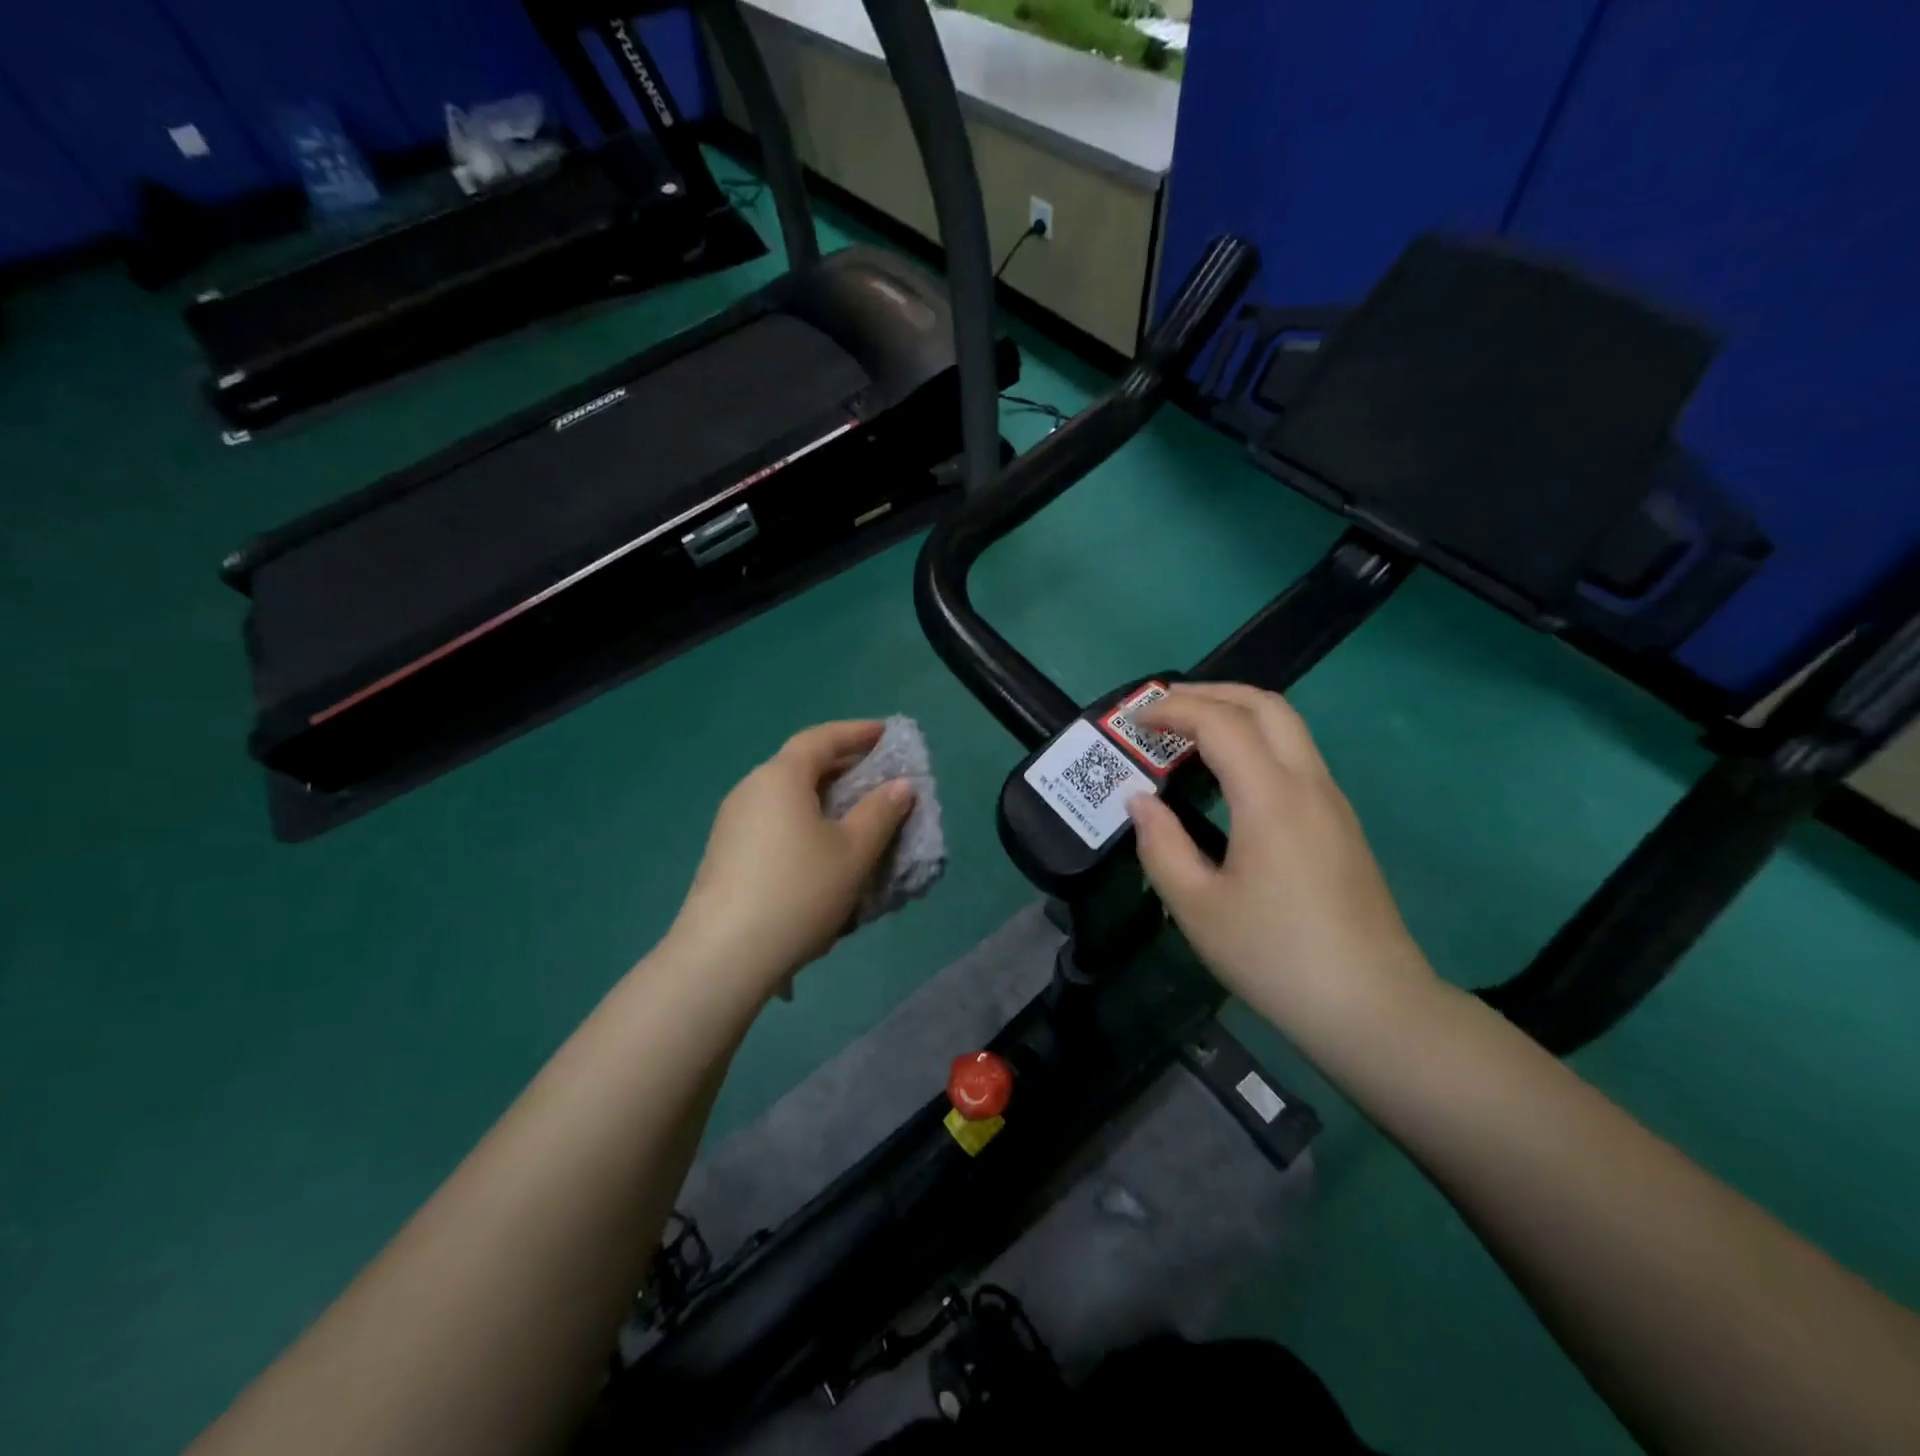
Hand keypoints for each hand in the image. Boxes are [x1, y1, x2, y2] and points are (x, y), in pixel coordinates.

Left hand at [666, 721, 914, 998]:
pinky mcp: (725, 854)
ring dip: (822, 800)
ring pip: (786, 798)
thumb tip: (900, 786)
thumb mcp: (854, 852)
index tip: (886, 734)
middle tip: (876, 778)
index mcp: (780, 777)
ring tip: (853, 819)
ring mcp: (732, 823)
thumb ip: (881, 812)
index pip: (821, 738)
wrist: (724, 956)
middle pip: (800, 765)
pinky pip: (773, 823)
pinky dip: (802, 824)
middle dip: (841, 767)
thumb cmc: (800, 891)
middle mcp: (750, 790)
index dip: (856, 732)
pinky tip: (820, 854)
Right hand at [1126, 684, 1435, 1045]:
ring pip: (1287, 726)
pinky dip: (1255, 740)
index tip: (1134, 720)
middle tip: (1162, 709)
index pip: (1221, 722)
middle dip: (1209, 692)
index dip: (1173, 709)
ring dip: (1236, 713)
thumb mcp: (1197, 908)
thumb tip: (1140, 801)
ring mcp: (1332, 801)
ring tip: (1188, 732)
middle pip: (1265, 705)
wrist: (1372, 1007)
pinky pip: (1296, 755)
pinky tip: (1227, 774)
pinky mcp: (1341, 823)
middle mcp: (1308, 784)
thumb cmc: (1275, 956)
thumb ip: (1161, 845)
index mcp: (1272, 798)